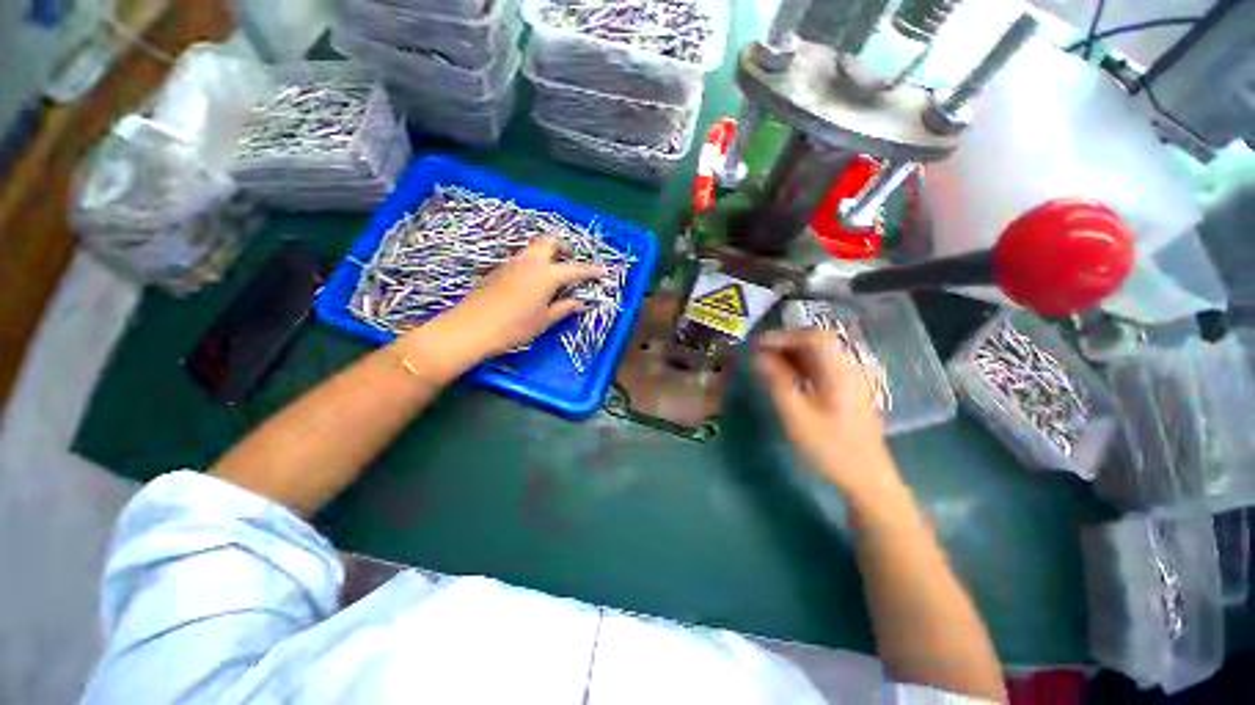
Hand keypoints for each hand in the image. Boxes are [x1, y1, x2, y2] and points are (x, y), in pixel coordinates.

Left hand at [438, 237, 604, 357]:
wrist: (472, 327)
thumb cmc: (514, 327)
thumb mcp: (544, 320)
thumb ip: (564, 308)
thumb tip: (579, 302)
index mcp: (547, 275)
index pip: (576, 269)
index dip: (591, 270)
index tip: (603, 271)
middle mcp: (530, 262)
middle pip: (550, 242)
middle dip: (564, 247)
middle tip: (571, 261)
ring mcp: (512, 263)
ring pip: (534, 248)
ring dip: (548, 253)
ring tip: (554, 271)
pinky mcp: (499, 269)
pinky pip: (522, 258)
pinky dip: (534, 261)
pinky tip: (534, 280)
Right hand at [755, 329, 900, 501]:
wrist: (867, 479)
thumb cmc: (830, 448)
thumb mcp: (796, 416)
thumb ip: (777, 382)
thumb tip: (758, 357)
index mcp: (839, 371)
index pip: (813, 337)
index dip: (783, 336)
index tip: (757, 345)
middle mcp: (848, 368)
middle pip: (817, 341)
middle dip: (785, 343)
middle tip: (759, 353)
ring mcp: (851, 379)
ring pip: (819, 354)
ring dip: (792, 354)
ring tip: (767, 364)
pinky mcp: (848, 390)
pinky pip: (822, 367)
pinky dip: (801, 366)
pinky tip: (786, 378)